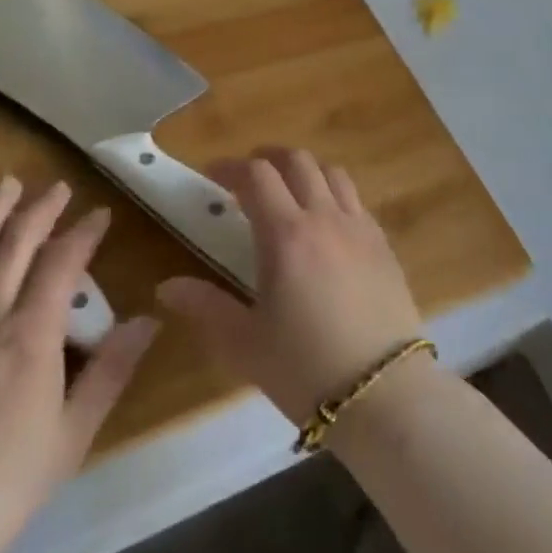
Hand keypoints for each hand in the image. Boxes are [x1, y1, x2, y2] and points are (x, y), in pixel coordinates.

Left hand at [0, 178, 158, 552]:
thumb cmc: (5, 485)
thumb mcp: (73, 433)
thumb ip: (112, 370)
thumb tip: (149, 320)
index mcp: (31, 336)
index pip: (62, 264)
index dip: (83, 233)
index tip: (101, 214)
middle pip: (15, 247)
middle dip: (40, 211)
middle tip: (58, 187)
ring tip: (6, 185)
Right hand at [156, 149, 422, 424]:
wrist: (384, 393)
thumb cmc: (305, 368)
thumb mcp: (245, 344)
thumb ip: (205, 307)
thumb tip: (166, 287)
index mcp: (286, 234)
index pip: (257, 175)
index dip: (231, 167)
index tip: (212, 175)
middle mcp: (324, 217)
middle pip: (298, 161)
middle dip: (268, 159)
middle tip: (248, 178)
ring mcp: (360, 227)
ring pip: (332, 172)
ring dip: (305, 171)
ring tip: (289, 193)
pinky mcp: (384, 244)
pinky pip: (356, 200)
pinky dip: (334, 194)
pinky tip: (326, 224)